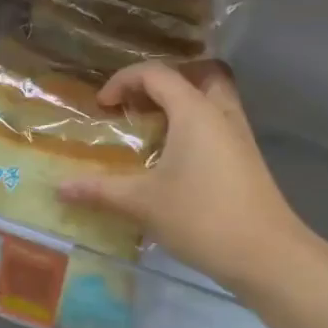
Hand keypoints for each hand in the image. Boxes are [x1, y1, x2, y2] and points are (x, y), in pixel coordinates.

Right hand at [57, 60, 310, 295]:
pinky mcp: (247, 159)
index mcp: (194, 110)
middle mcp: (220, 113)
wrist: (267, 254)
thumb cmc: (202, 217)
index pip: (156, 73)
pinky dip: (196, 126)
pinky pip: (219, 124)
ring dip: (183, 104)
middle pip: (196, 74)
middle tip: (138, 105)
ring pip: (213, 99)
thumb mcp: (143, 203)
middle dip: (163, 83)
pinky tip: (177, 159)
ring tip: (155, 129)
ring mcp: (239, 136)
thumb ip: (100, 190)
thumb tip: (60, 188)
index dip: (123, 82)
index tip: (102, 107)